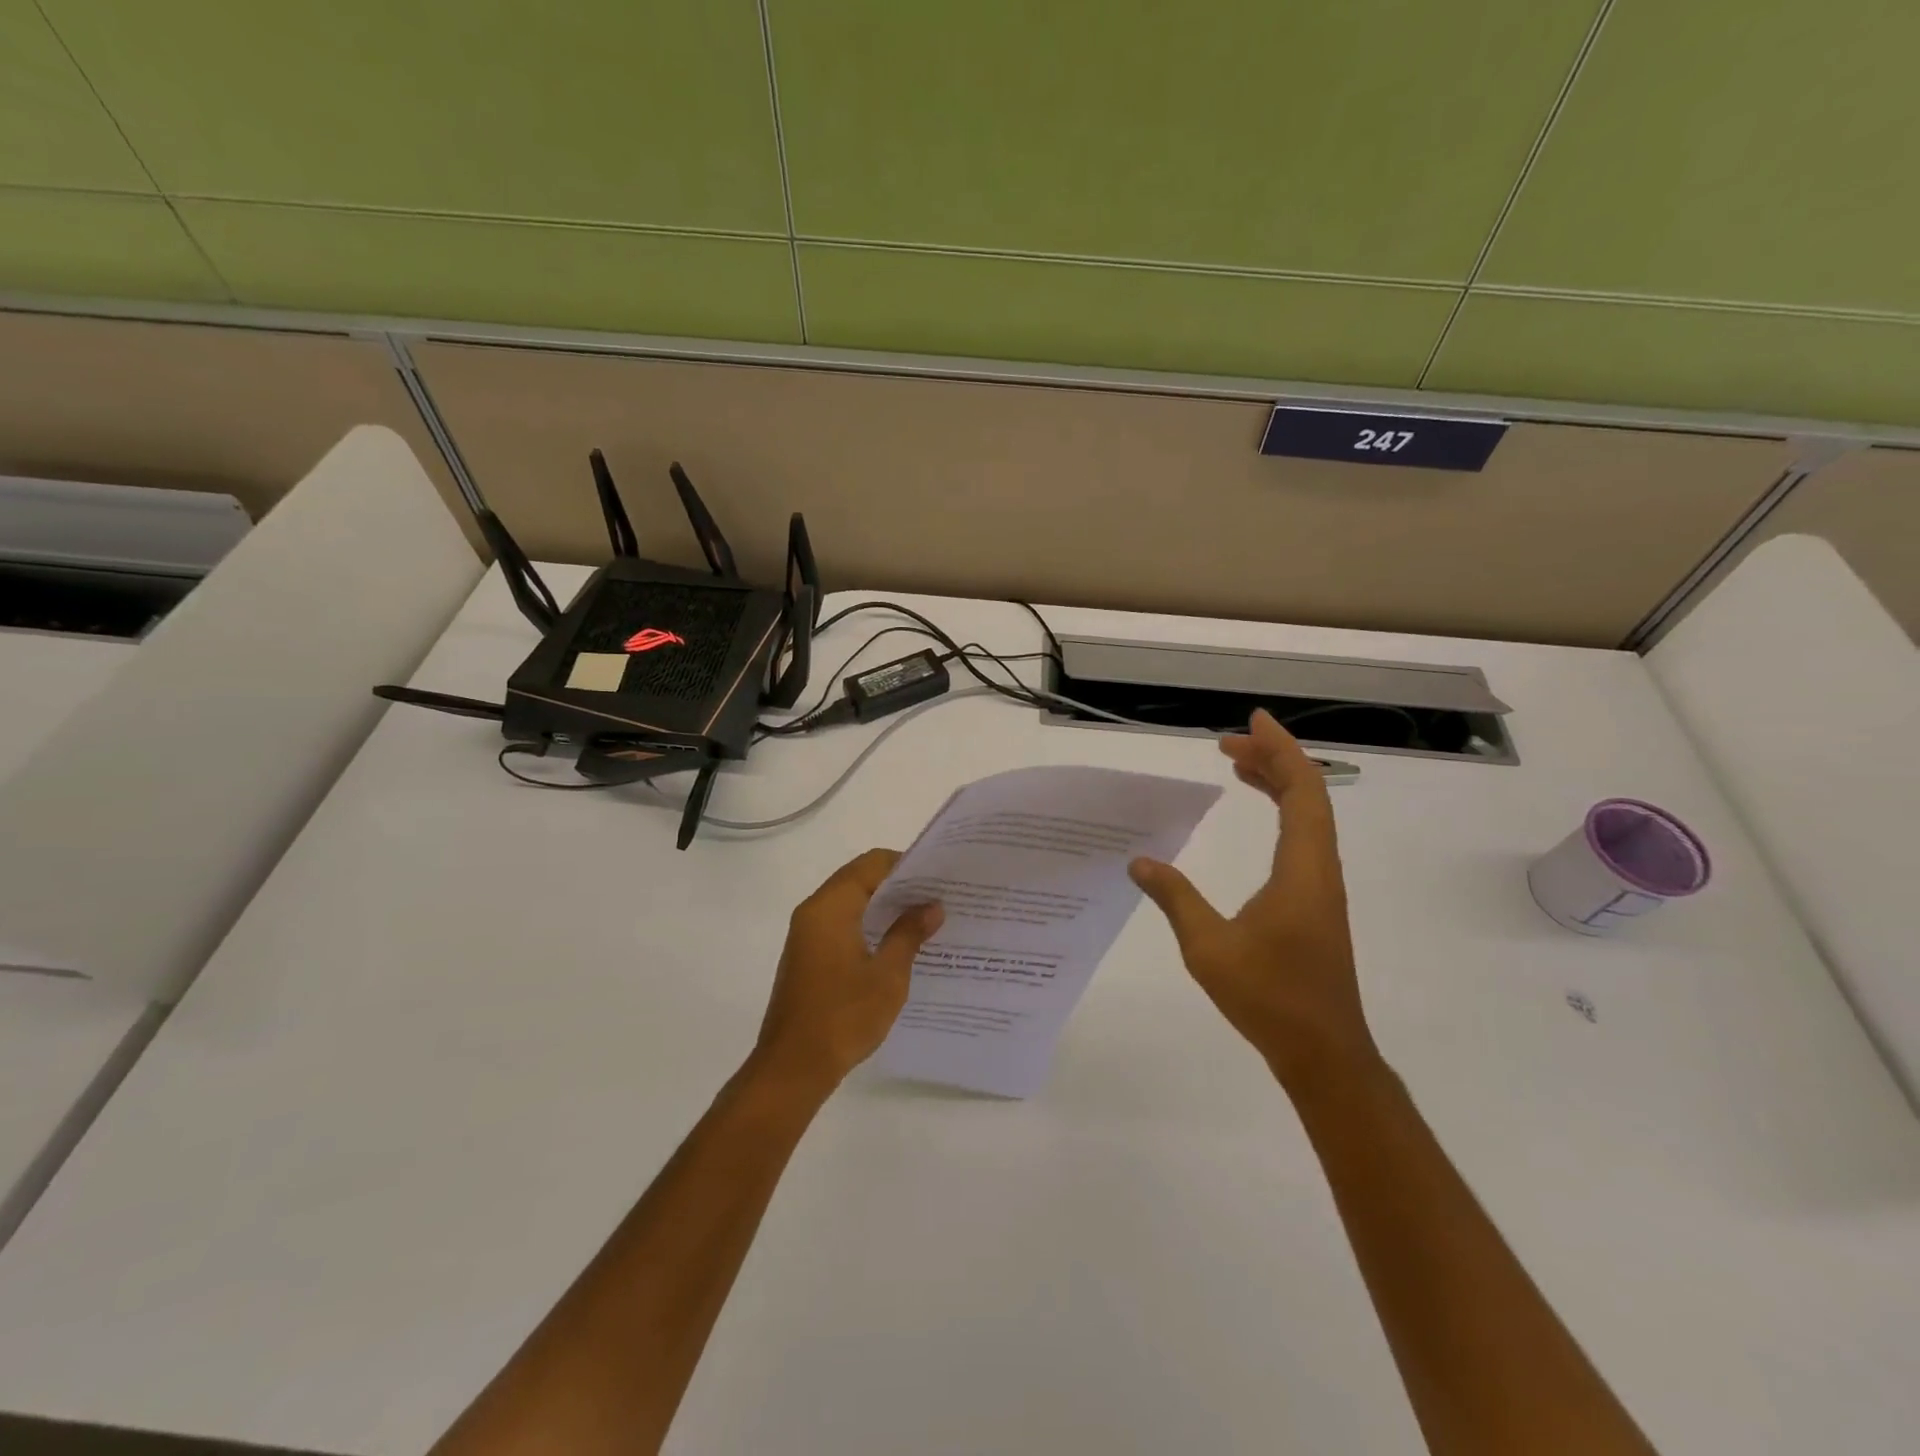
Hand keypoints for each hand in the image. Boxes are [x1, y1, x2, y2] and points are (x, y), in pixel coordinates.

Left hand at [751, 848, 943, 1095]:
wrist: (793, 1068)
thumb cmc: (843, 1017)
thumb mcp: (887, 975)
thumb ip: (909, 933)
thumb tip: (932, 906)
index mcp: (830, 907)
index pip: (871, 864)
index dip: (905, 864)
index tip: (937, 876)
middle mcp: (814, 912)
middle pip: (858, 878)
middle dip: (897, 884)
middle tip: (936, 895)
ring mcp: (807, 935)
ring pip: (850, 902)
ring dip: (883, 905)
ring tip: (923, 917)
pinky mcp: (808, 956)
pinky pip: (841, 923)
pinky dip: (868, 923)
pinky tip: (896, 942)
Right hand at [1129, 709, 1378, 1094]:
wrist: (1322, 1051)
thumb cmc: (1269, 996)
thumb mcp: (1208, 946)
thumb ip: (1175, 898)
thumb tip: (1139, 862)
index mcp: (1303, 869)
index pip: (1302, 790)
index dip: (1280, 750)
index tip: (1252, 722)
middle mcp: (1320, 869)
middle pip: (1308, 795)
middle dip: (1272, 759)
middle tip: (1228, 743)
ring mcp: (1321, 887)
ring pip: (1309, 817)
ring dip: (1278, 785)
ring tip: (1238, 766)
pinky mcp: (1315, 904)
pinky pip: (1303, 840)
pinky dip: (1282, 814)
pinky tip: (1258, 822)